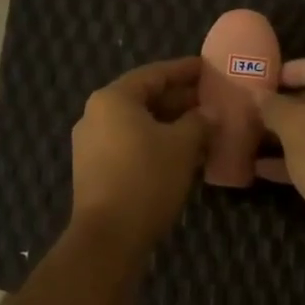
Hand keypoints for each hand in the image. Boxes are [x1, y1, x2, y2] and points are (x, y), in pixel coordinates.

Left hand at [70, 58, 210, 257]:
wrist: (109, 236)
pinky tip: (184, 153)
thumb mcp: (182, 146)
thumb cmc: (146, 179)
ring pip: (139, 125)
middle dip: (180, 100)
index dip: (184, 70)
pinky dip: (157, 144)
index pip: (154, 74)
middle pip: (144, 98)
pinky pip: (131, 145)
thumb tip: (211, 113)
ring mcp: (92, 144)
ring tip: (204, 127)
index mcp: (113, 99)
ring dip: (171, 124)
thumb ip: (199, 122)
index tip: (208, 68)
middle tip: (212, 100)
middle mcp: (96, 115)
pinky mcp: (96, 170)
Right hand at [258, 54, 304, 253]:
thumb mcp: (293, 124)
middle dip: (288, 104)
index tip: (266, 78)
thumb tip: (257, 94)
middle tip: (258, 106)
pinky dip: (298, 157)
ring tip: (254, 134)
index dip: (294, 69)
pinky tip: (262, 167)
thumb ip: (273, 105)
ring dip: (289, 133)